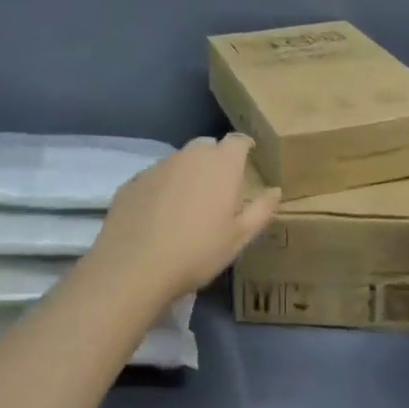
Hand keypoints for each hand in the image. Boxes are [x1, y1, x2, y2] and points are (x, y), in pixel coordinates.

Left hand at [82, 134, 279, 305]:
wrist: (134, 267)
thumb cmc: (197, 252)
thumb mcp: (239, 238)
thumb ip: (261, 210)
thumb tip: (275, 191)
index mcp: (221, 165)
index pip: (237, 140)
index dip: (244, 147)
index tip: (248, 158)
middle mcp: (190, 156)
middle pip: (207, 146)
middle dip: (215, 158)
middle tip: (219, 186)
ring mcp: (158, 166)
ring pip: (179, 160)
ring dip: (188, 173)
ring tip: (188, 203)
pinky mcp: (133, 181)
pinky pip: (155, 177)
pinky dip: (163, 187)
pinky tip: (159, 214)